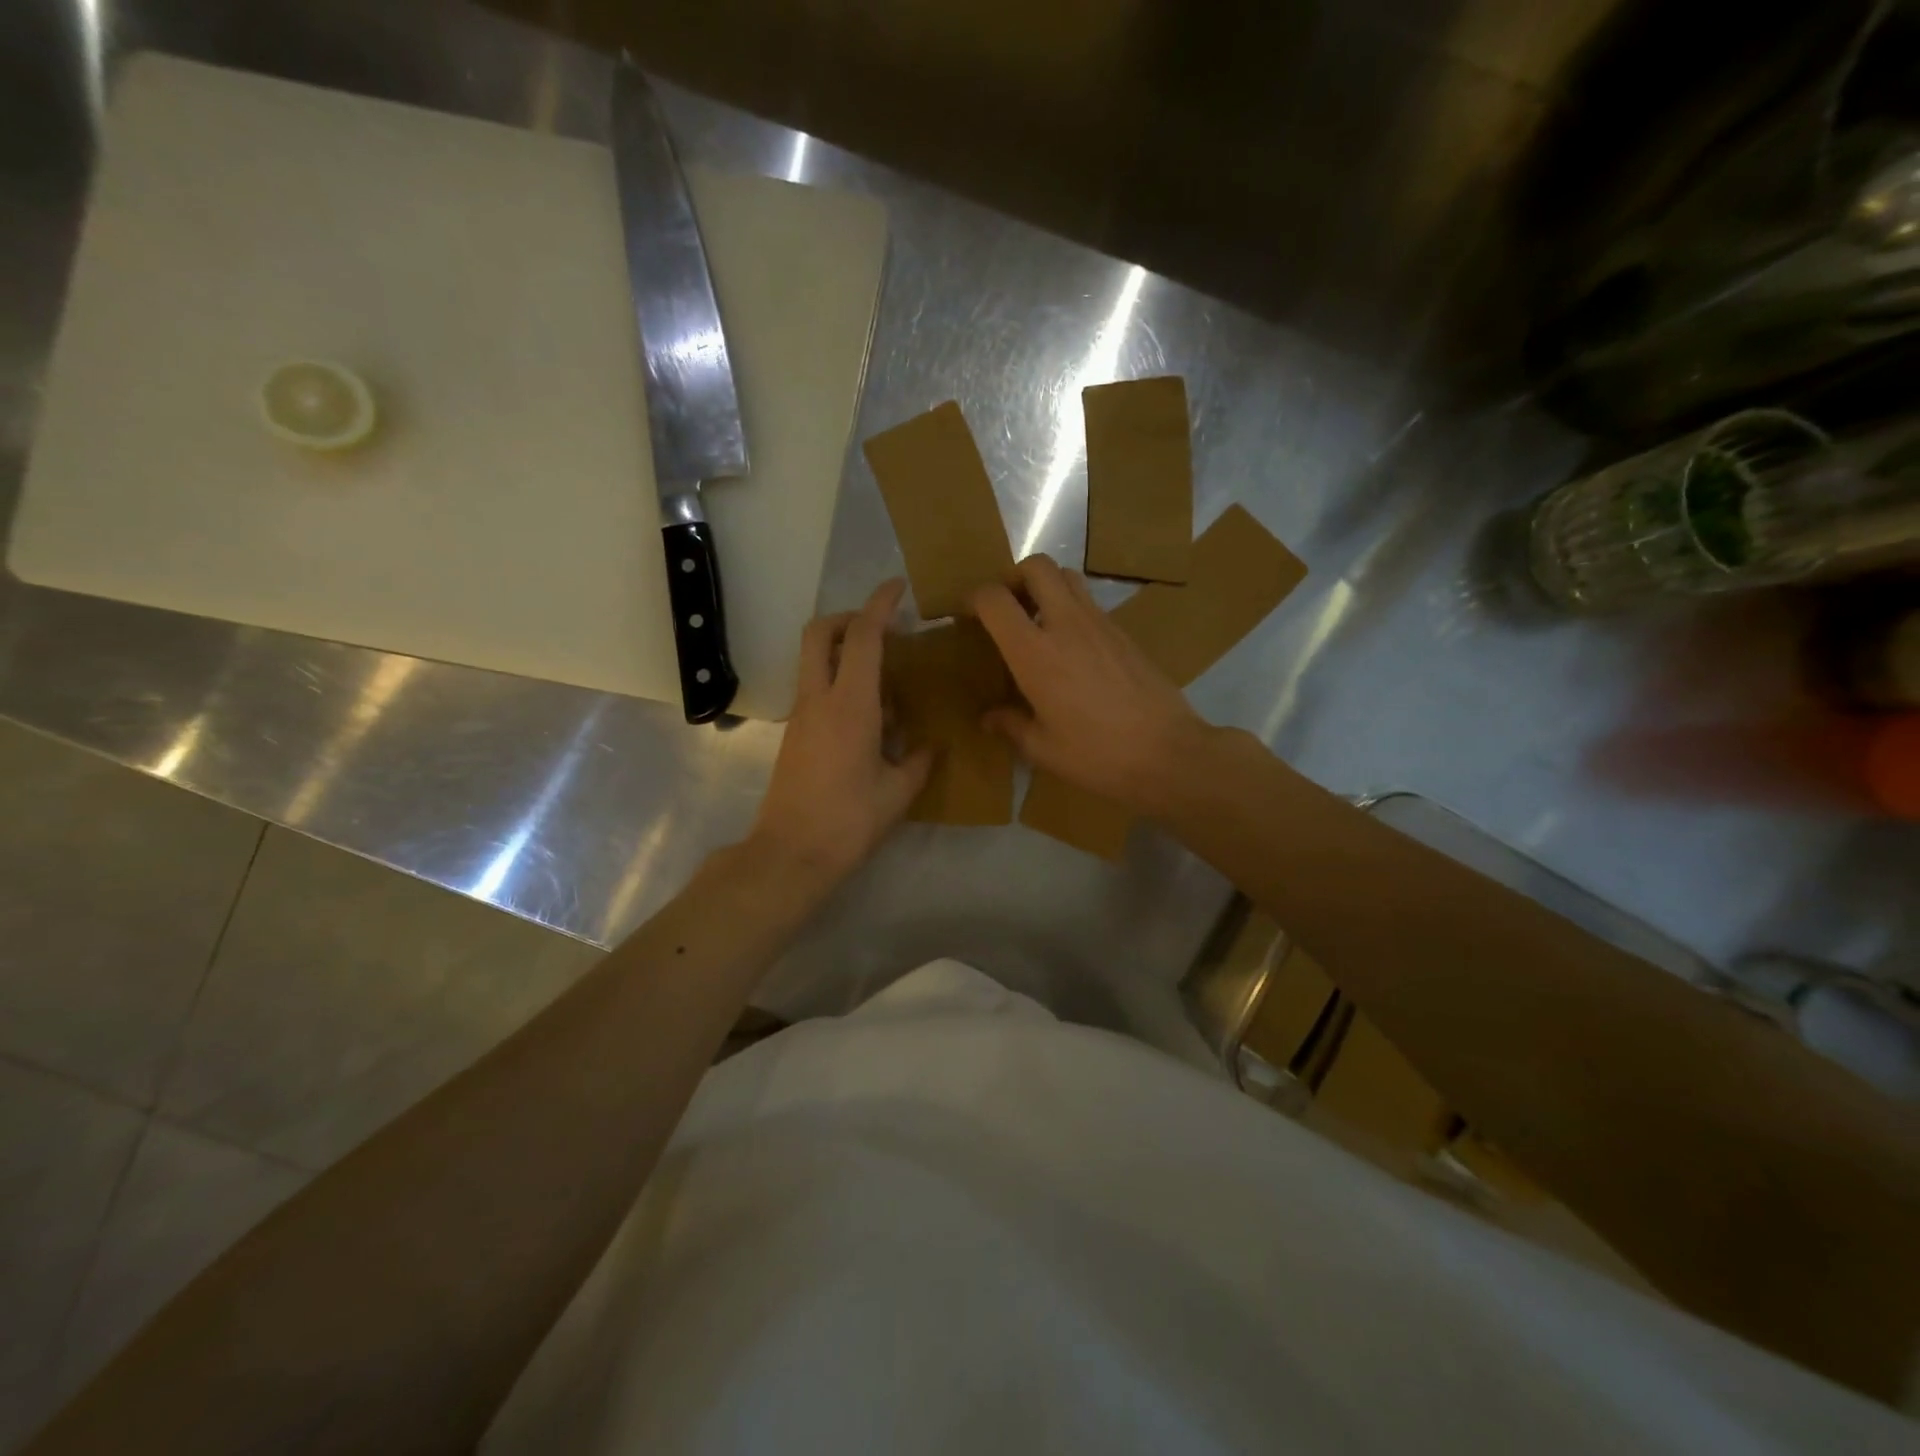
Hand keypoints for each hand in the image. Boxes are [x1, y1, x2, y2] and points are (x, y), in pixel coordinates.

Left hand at [748, 579, 933, 885]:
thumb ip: (918, 761)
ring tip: (887, 678)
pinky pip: (817, 689)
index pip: (863, 636)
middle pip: (821, 633)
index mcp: (850, 705)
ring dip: (845, 651)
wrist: (790, 853)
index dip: (880, 604)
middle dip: (849, 617)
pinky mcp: (795, 734)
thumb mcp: (897, 792)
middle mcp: (819, 699)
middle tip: (882, 628)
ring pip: (815, 660)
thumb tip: (930, 745)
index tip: (898, 587)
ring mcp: (801, 715)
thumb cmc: (849, 821)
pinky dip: (840, 682)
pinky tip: (872, 716)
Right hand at [971, 556, 1212, 814]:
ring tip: (1038, 623)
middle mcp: (1066, 624)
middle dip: (1014, 578)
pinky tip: (1072, 649)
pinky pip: (1091, 602)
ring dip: (1046, 587)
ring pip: (1068, 576)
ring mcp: (1100, 623)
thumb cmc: (1096, 755)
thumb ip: (1011, 725)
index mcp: (1035, 652)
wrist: (1167, 753)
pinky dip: (1072, 609)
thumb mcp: (1043, 749)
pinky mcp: (1124, 633)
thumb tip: (989, 718)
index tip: (967, 617)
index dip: (973, 599)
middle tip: (1007, 609)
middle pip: (1037, 566)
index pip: (994, 598)